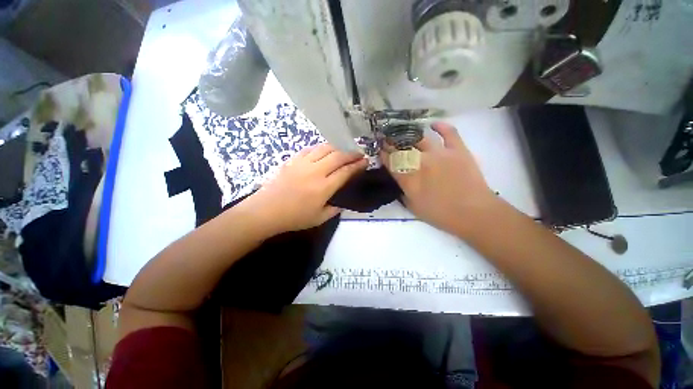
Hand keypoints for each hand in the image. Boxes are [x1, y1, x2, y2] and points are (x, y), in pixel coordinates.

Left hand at [243, 143, 367, 233]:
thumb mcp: (319, 218)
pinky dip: (321, 148)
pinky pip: (310, 149)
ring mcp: (303, 163)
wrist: (266, 211)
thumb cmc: (294, 218)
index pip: (346, 171)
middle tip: (358, 154)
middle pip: (338, 156)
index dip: (358, 165)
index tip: (365, 161)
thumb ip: (335, 209)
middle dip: (351, 153)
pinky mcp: (293, 160)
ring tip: (343, 151)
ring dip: (337, 148)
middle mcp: (315, 171)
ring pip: (325, 148)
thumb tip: (343, 202)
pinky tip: (324, 151)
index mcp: (324, 188)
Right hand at [382, 122, 497, 234]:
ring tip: (405, 133)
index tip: (380, 150)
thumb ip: (402, 192)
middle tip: (388, 140)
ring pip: (420, 138)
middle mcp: (420, 162)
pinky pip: (449, 133)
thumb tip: (399, 182)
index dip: (384, 154)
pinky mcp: (457, 150)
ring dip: (410, 135)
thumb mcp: (413, 207)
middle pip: (402, 147)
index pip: (391, 161)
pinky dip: (441, 126)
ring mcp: (440, 153)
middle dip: (392, 142)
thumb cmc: (439, 214)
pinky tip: (433, 124)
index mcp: (408, 177)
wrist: (472, 212)